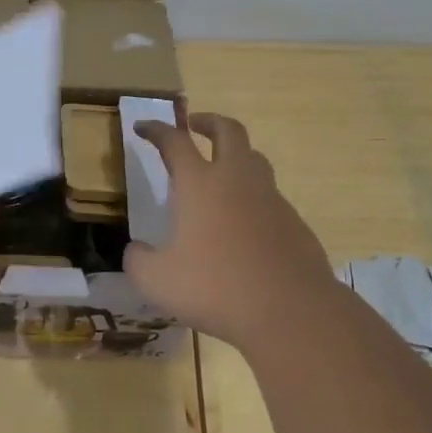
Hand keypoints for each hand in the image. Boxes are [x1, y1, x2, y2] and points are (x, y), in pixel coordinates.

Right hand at [123, 114, 335, 346]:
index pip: (174, 141)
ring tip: (220, 170)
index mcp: (200, 184)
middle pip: (228, 130)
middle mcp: (237, 180)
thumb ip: (139, 260)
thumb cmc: (216, 288)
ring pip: (255, 159)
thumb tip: (137, 250)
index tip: (142, 127)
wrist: (290, 310)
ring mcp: (271, 198)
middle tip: (194, 125)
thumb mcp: (157, 280)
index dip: (155, 130)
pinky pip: (270, 196)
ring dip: (235, 154)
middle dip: (208, 121)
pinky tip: (244, 223)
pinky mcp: (294, 222)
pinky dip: (253, 196)